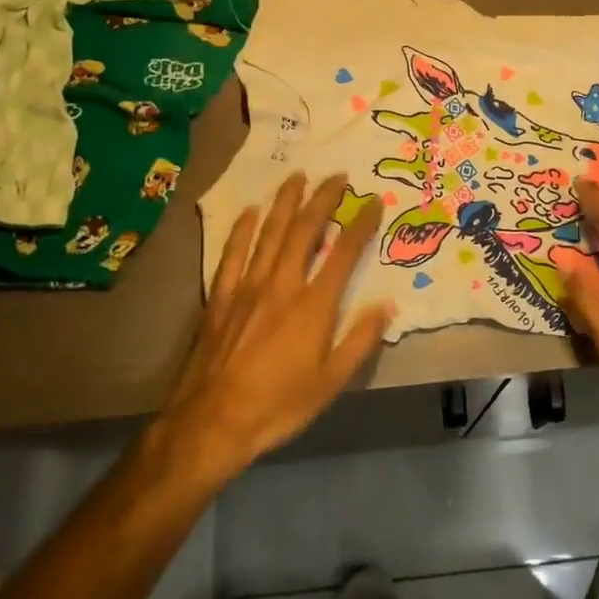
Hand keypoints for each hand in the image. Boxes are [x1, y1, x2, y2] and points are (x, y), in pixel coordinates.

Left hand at [163, 173, 392, 479]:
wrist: (211, 423)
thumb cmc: (278, 405)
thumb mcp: (330, 382)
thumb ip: (360, 340)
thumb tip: (387, 305)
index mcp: (313, 305)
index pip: (344, 253)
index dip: (361, 223)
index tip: (373, 201)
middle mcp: (281, 285)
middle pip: (305, 230)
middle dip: (323, 199)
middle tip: (337, 175)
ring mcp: (247, 287)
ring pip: (269, 232)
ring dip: (285, 202)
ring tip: (297, 176)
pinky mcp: (220, 297)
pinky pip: (232, 253)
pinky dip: (242, 229)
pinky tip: (249, 211)